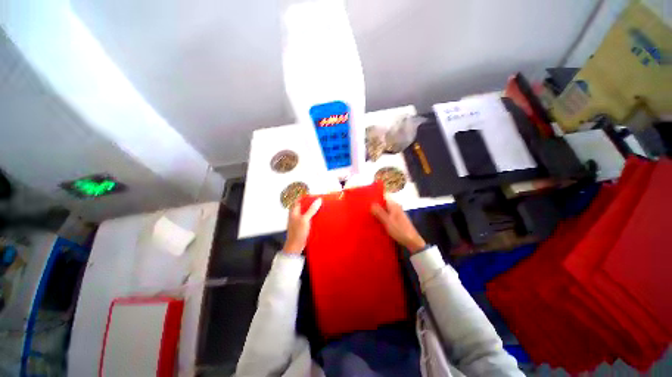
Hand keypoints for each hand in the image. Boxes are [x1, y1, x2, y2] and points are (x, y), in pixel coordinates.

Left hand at [283, 198, 321, 253]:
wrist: (295, 246)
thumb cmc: (297, 233)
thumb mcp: (305, 219)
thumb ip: (311, 210)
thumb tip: (317, 201)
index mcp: (294, 211)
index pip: (298, 200)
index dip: (305, 196)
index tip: (312, 195)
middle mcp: (295, 215)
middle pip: (303, 206)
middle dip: (310, 203)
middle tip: (317, 201)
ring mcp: (298, 221)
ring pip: (306, 212)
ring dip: (312, 210)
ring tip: (319, 208)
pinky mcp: (302, 226)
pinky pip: (308, 219)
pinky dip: (312, 217)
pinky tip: (317, 218)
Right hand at [371, 197, 425, 253]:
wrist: (412, 241)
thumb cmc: (399, 230)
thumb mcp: (387, 221)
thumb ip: (379, 212)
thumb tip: (371, 204)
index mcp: (394, 205)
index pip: (384, 196)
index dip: (376, 196)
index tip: (367, 199)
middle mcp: (395, 207)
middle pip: (384, 202)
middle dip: (375, 205)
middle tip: (365, 208)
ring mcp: (396, 213)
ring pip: (385, 209)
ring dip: (378, 211)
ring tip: (368, 214)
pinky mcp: (396, 219)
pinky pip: (387, 215)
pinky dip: (381, 216)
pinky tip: (376, 221)